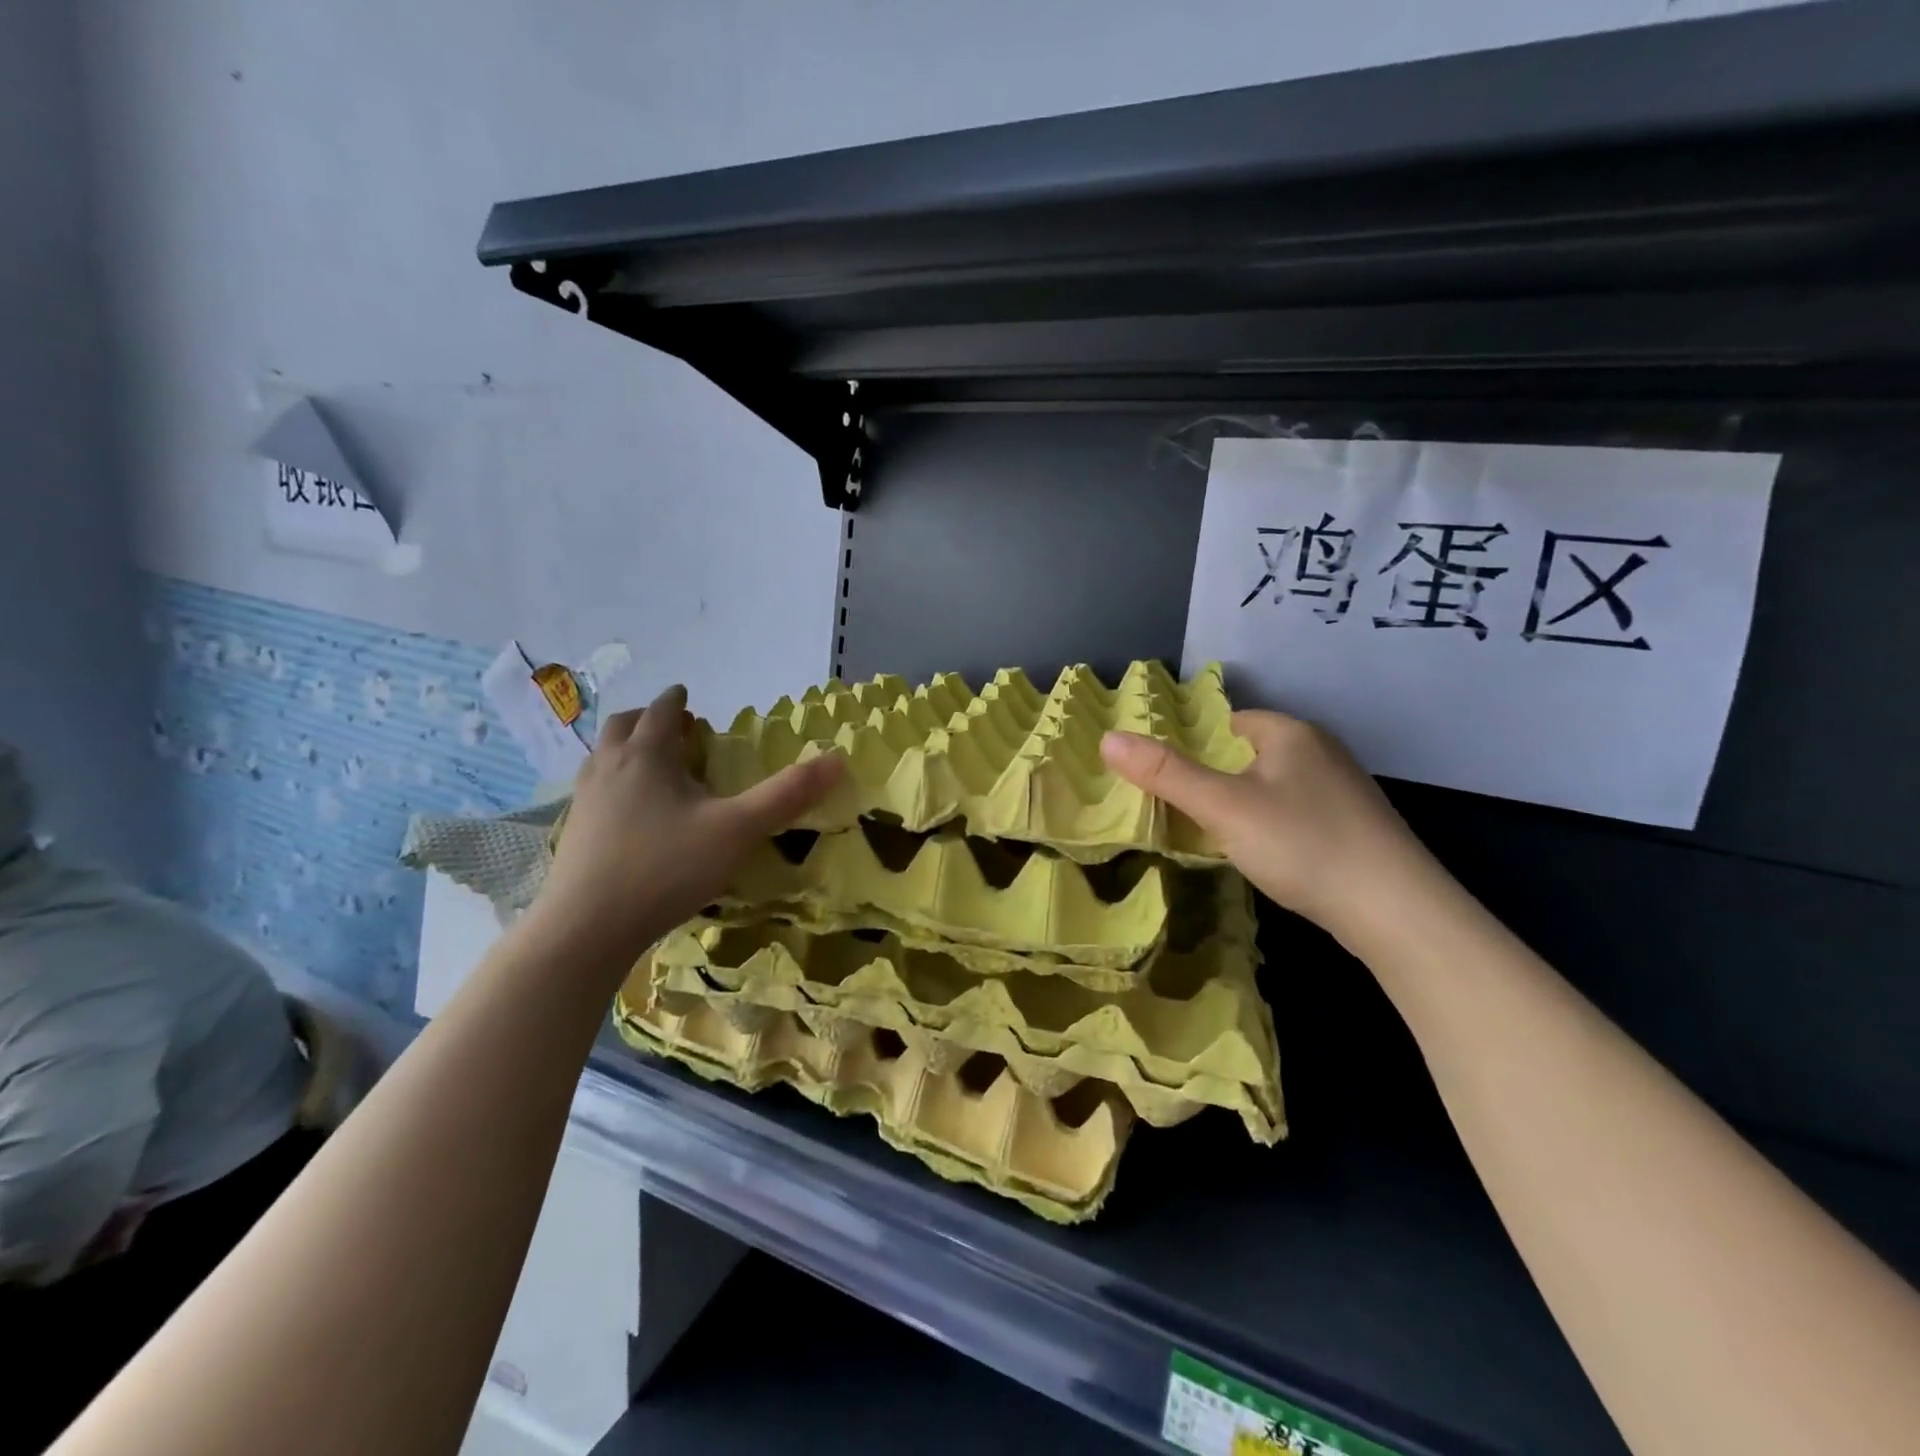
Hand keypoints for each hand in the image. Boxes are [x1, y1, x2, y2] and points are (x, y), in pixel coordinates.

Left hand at [537, 685, 842, 958]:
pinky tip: (632, 813)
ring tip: (655, 767)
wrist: (586, 928)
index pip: (661, 711)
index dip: (677, 701)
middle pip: (624, 726)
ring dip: (628, 749)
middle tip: (675, 731)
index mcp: (646, 755)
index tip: (689, 699)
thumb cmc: (666, 868)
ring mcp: (585, 800)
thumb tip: (837, 759)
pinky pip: (595, 789)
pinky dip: (615, 782)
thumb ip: (786, 795)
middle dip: (648, 720)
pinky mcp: (574, 833)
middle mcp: (609, 767)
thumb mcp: (738, 830)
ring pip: (603, 757)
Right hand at [1101, 710, 1431, 936]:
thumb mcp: (1224, 808)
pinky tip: (1266, 854)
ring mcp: (1342, 789)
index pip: (1226, 722)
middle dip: (1214, 778)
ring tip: (1217, 836)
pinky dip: (1272, 825)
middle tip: (1184, 812)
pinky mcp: (1354, 825)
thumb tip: (1107, 738)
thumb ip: (1166, 773)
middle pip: (1247, 753)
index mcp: (1290, 732)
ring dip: (1243, 804)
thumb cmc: (1302, 844)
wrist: (1397, 911)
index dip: (1192, 746)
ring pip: (1272, 785)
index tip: (1166, 780)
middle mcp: (1320, 750)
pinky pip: (1295, 811)